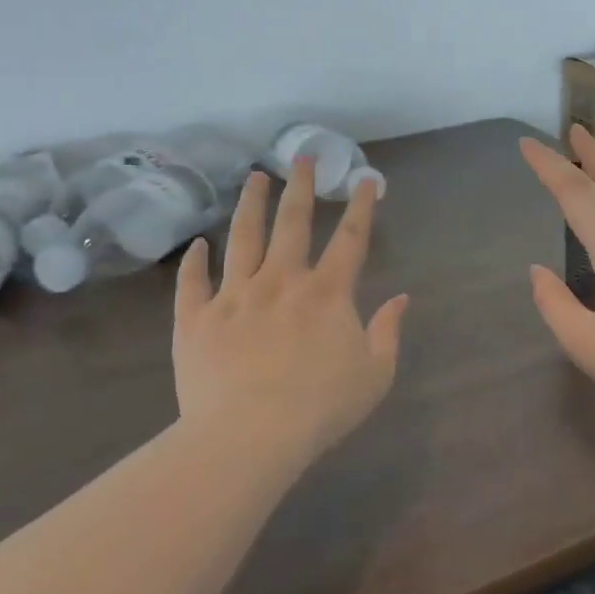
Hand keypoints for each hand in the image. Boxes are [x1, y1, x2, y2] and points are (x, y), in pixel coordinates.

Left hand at [174, 159, 409, 461]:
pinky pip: (193, 283)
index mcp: (326, 293)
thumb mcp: (374, 375)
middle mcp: (281, 281)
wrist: (248, 437)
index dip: (361, 206)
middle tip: (302, 156)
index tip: (365, 179)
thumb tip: (401, 298)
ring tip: (254, 178)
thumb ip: (388, 332)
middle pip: (292, 223)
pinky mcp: (196, 319)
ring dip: (250, 205)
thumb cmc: (319, 409)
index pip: (350, 239)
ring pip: (242, 238)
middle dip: (300, 186)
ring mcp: (234, 296)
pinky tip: (197, 244)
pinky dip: (194, 262)